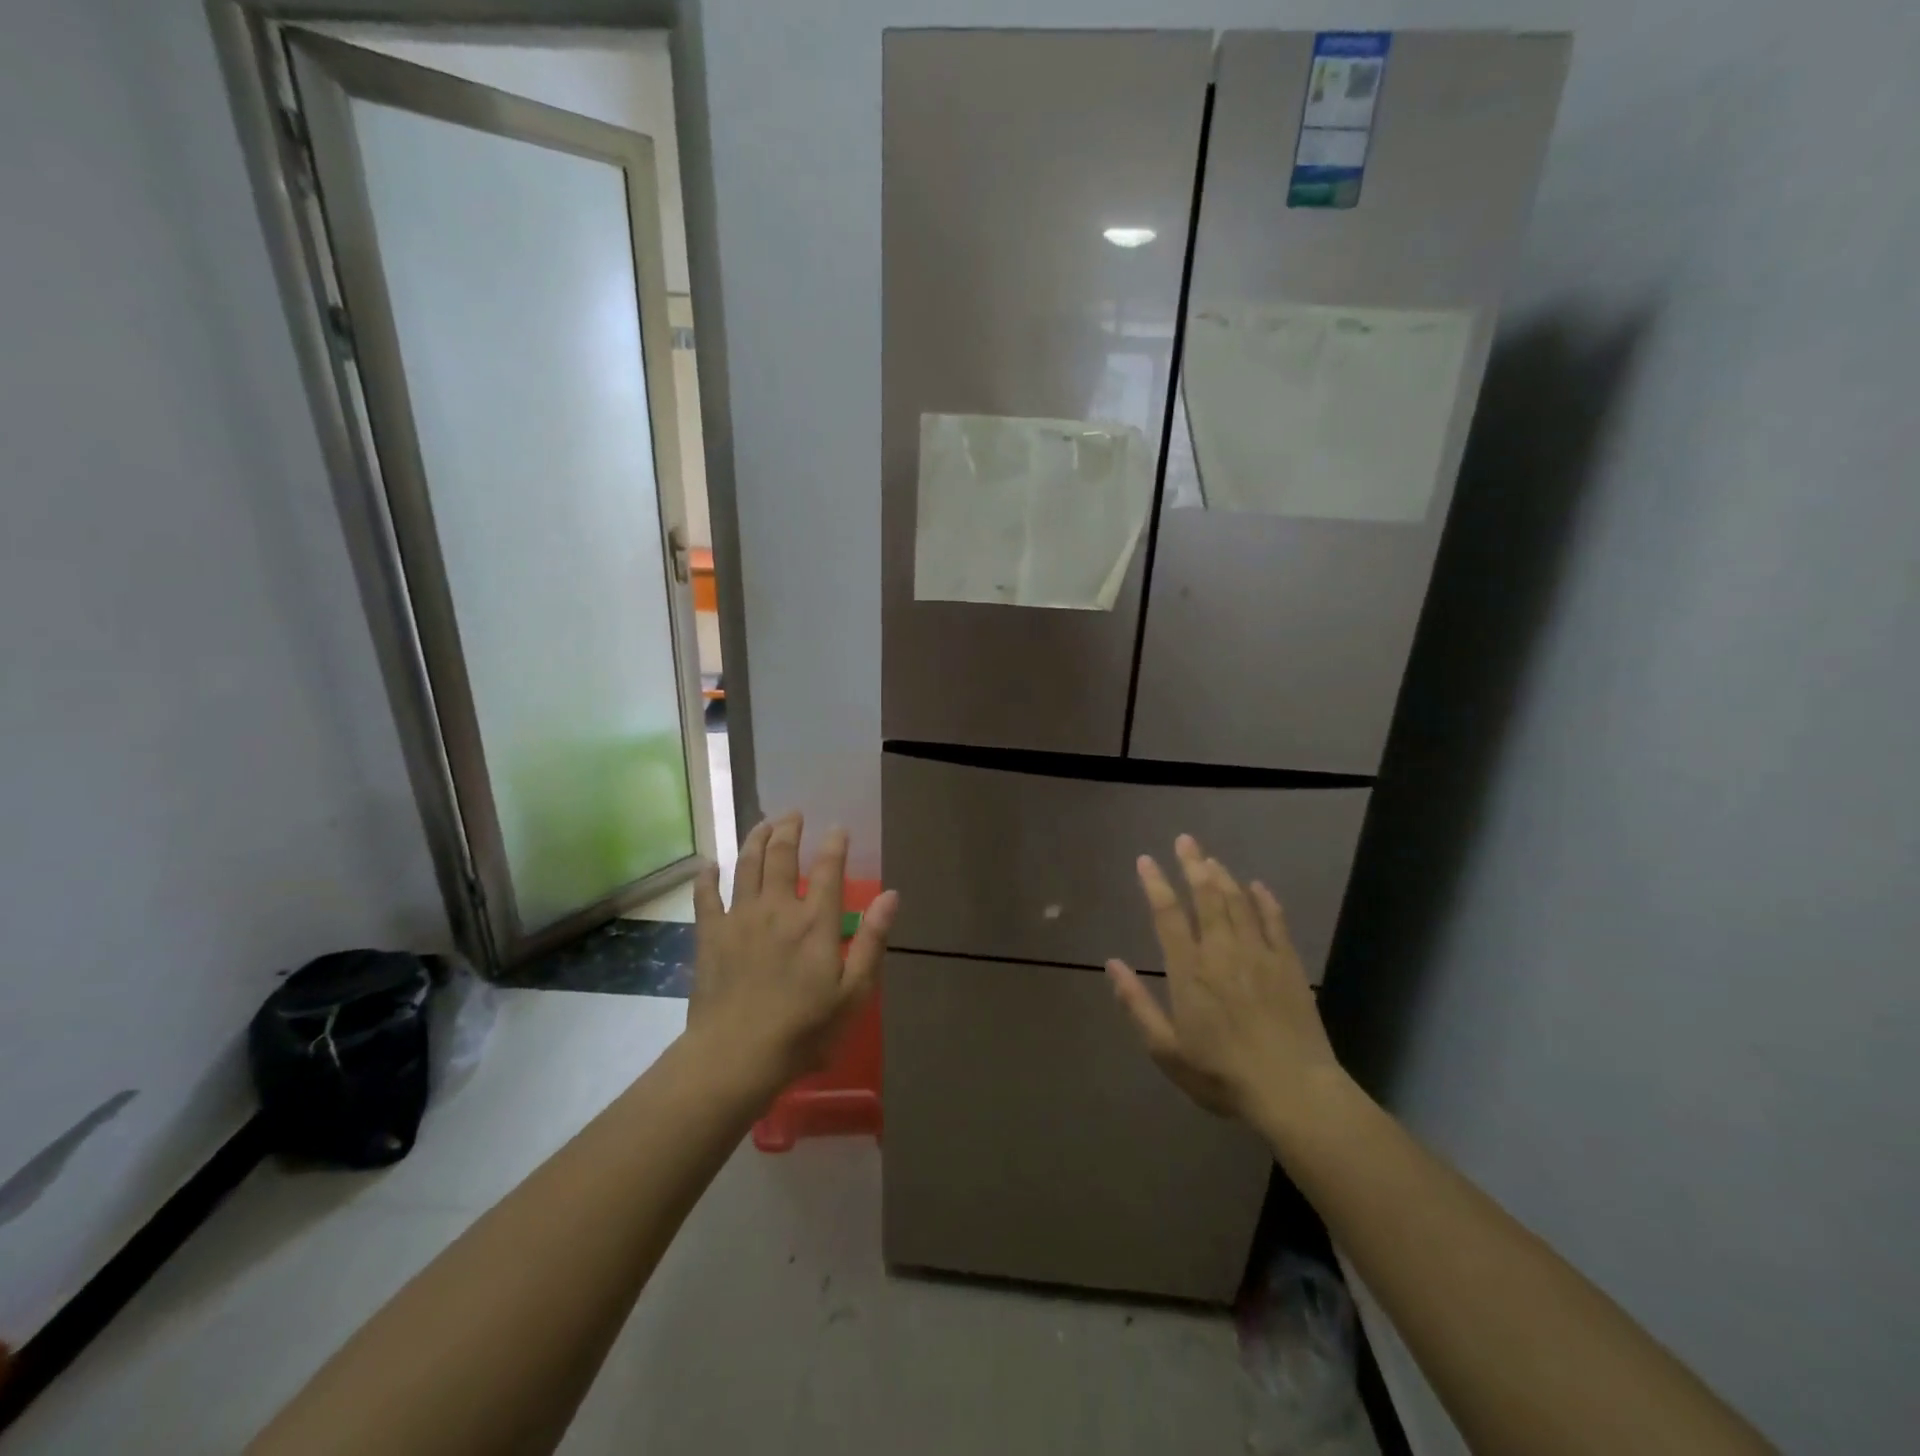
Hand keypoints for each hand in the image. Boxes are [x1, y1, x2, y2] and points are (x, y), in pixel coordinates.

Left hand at [689, 813, 897, 1091]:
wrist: (735, 1056)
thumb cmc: (803, 1030)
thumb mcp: (853, 993)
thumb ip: (872, 941)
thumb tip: (891, 895)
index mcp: (815, 922)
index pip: (829, 869)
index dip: (834, 844)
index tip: (838, 828)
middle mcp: (778, 908)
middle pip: (782, 855)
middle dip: (789, 829)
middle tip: (794, 814)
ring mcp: (740, 918)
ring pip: (746, 865)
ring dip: (755, 840)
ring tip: (763, 824)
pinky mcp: (710, 935)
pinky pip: (706, 896)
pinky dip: (708, 876)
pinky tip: (710, 865)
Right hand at [1106, 834, 1345, 1131]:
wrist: (1293, 1091)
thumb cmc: (1221, 1074)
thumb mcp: (1166, 1049)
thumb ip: (1137, 1004)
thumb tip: (1112, 964)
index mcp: (1189, 970)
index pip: (1168, 915)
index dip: (1155, 884)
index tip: (1146, 860)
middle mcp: (1222, 951)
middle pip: (1206, 896)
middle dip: (1193, 865)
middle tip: (1185, 840)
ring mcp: (1258, 954)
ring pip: (1238, 902)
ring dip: (1223, 876)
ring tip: (1211, 858)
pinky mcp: (1288, 965)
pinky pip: (1275, 921)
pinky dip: (1264, 900)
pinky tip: (1258, 886)